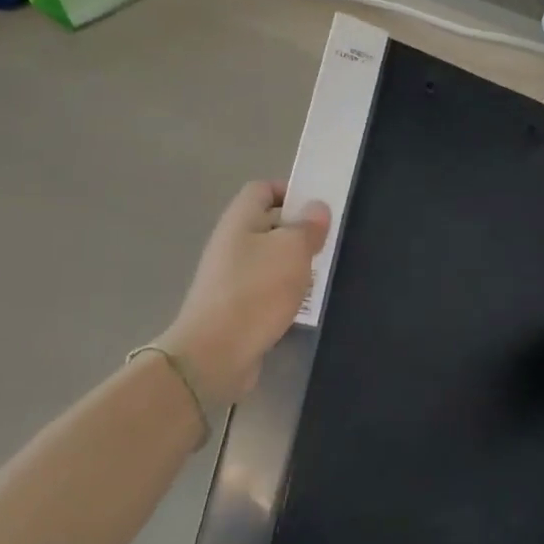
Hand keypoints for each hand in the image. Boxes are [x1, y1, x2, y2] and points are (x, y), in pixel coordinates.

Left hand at [156, 181, 329, 404]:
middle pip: (268, 224)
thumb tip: (316, 207)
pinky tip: (302, 303)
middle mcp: (231, 243)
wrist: (215, 354)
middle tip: (328, 241)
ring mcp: (230, 277)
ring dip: (295, 263)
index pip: (262, 189)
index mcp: (240, 220)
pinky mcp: (235, 307)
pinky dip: (285, 291)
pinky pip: (266, 287)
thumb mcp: (293, 250)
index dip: (290, 191)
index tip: (319, 208)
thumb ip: (308, 226)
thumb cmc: (256, 291)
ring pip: (269, 258)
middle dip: (299, 230)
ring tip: (321, 273)